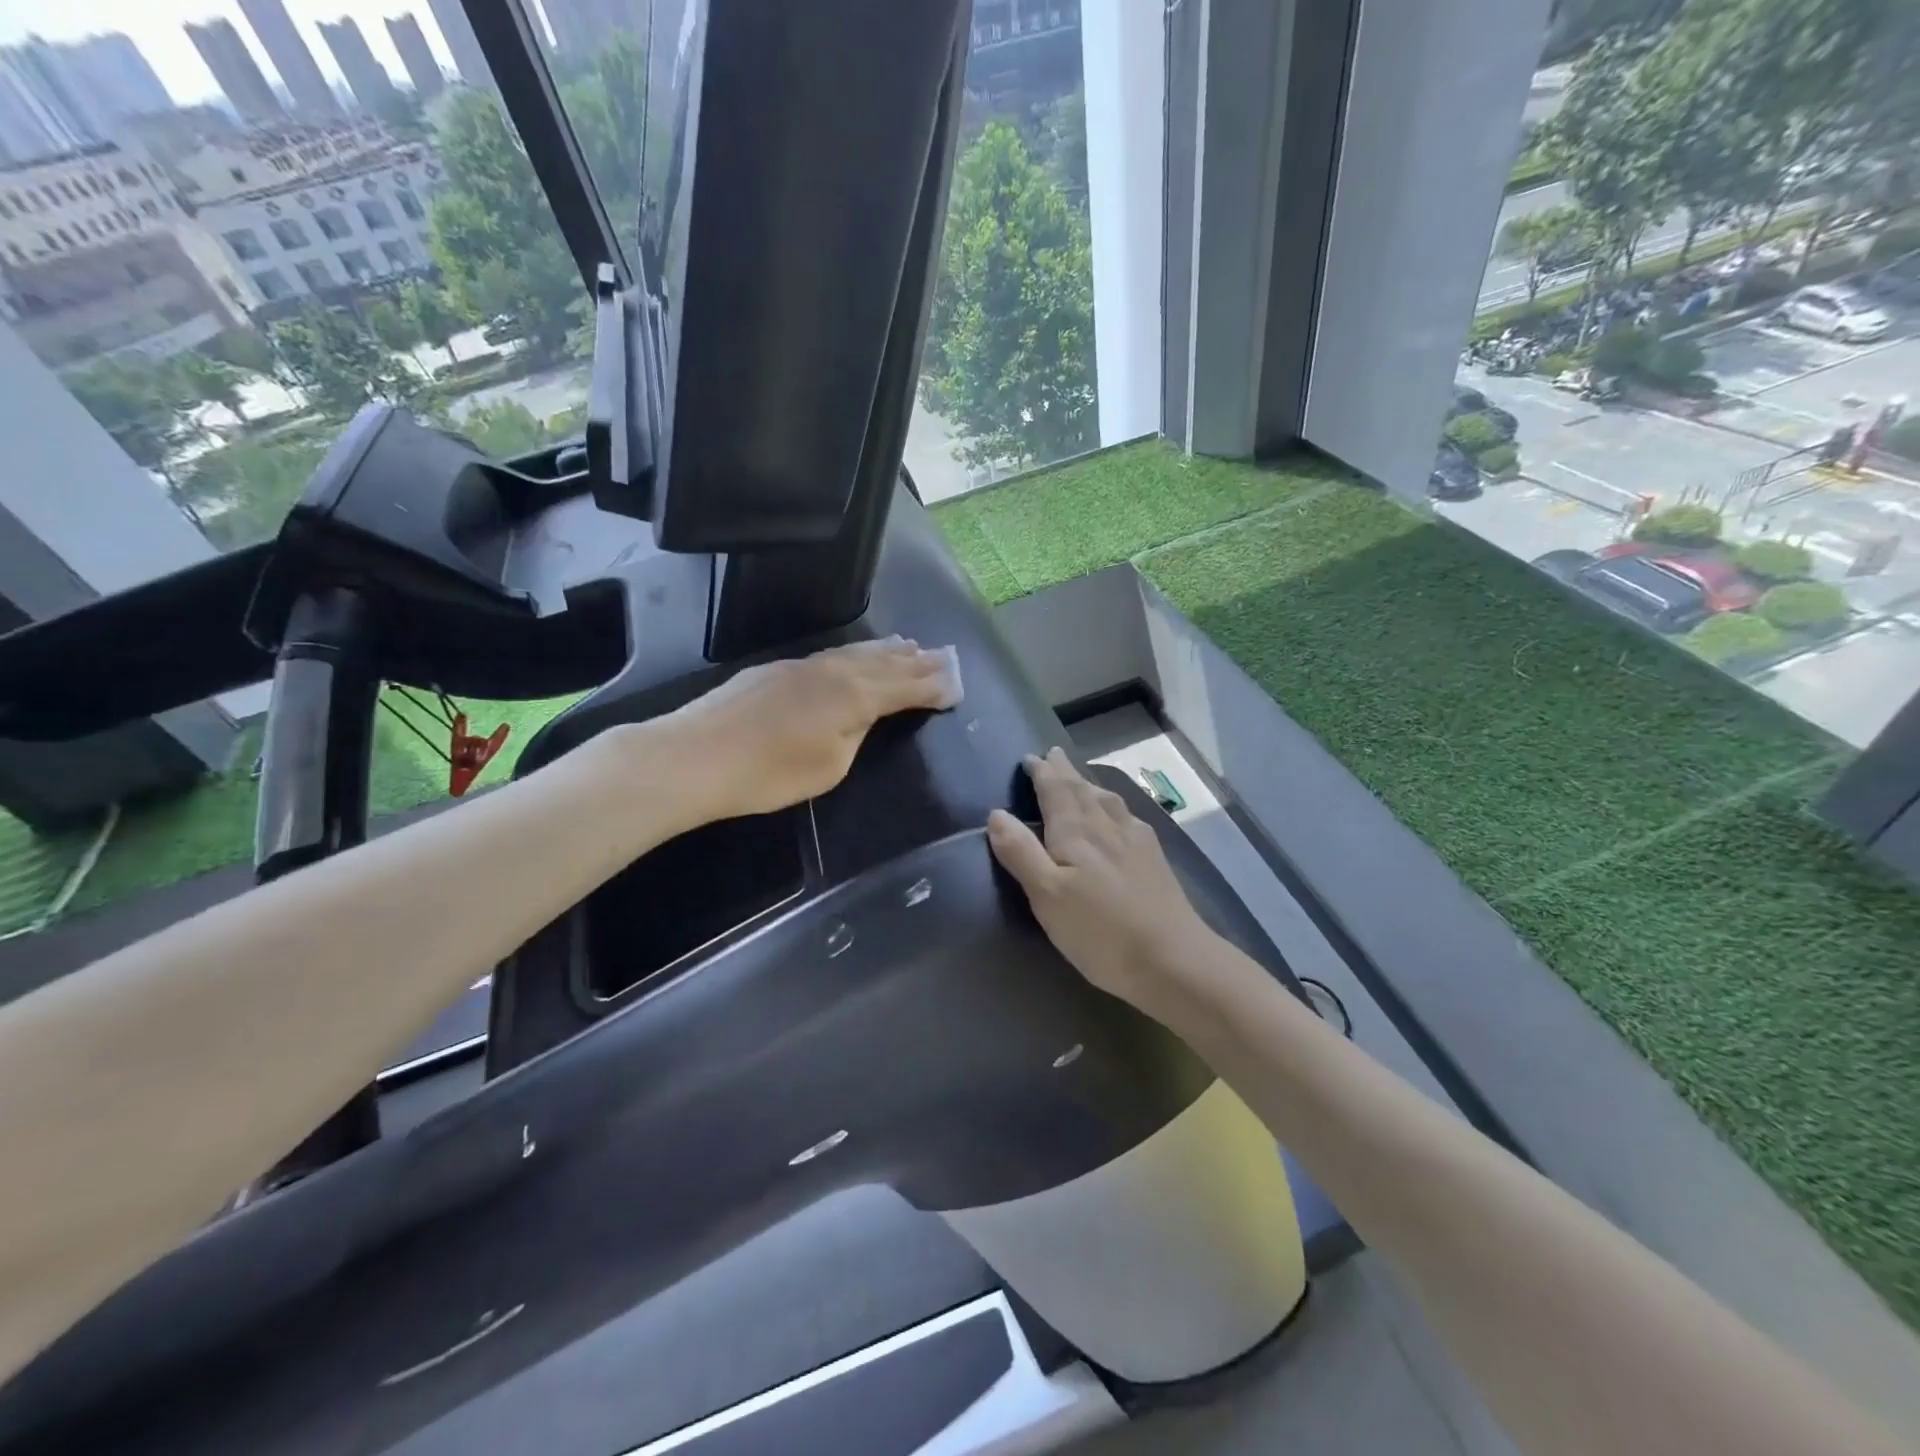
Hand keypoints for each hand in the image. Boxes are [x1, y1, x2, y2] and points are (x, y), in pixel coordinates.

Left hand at [665, 638, 957, 819]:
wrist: (696, 756)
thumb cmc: (769, 774)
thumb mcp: (829, 767)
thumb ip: (855, 735)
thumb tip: (862, 716)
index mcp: (854, 696)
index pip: (905, 688)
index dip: (932, 687)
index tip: (956, 686)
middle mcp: (834, 671)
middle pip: (885, 663)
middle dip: (917, 662)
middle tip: (943, 657)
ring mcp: (803, 665)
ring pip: (857, 653)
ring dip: (887, 652)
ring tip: (909, 647)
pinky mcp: (777, 669)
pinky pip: (832, 654)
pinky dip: (856, 654)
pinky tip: (855, 656)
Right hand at [987, 748, 1213, 1019]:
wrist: (1173, 959)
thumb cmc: (1099, 931)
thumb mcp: (1047, 896)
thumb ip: (1021, 853)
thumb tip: (997, 812)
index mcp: (1076, 832)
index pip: (1055, 790)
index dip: (1042, 772)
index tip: (1030, 758)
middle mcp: (1106, 825)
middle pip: (1082, 789)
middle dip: (1064, 772)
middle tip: (1052, 756)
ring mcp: (1135, 840)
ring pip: (1107, 799)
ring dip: (1088, 784)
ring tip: (1078, 779)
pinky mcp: (1154, 858)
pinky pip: (1126, 816)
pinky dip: (1112, 805)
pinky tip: (1118, 816)